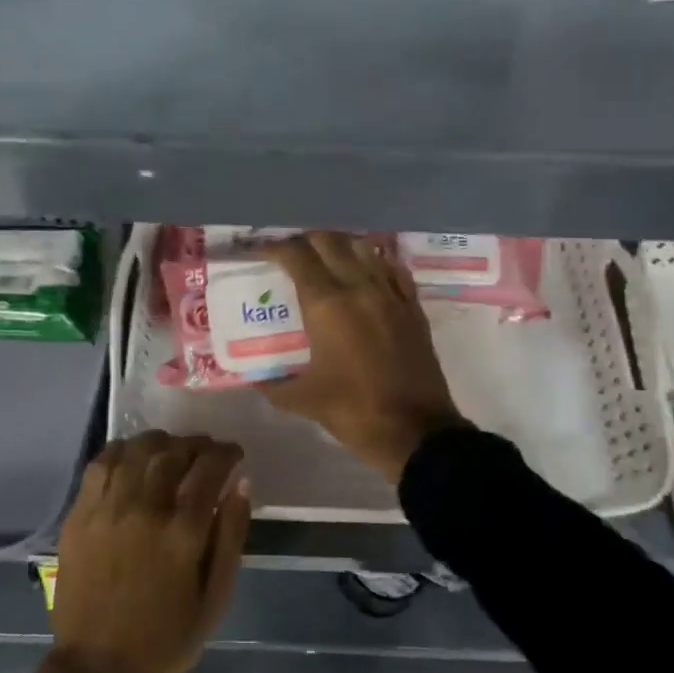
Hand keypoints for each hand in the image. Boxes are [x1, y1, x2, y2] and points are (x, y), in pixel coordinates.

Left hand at [13, 432, 251, 672]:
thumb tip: (241, 485)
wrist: (98, 668)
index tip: (234, 454)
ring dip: (160, 443)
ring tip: (171, 450)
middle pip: (173, 453)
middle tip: (206, 451)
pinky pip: (101, 465)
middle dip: (196, 444)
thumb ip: (231, 536)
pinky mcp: (80, 515)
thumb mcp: (216, 597)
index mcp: (182, 532)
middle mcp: (144, 509)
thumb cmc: (166, 637)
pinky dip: (121, 451)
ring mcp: (107, 509)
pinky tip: (133, 457)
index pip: (209, 469)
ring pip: (136, 451)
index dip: (226, 454)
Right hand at [260, 233, 465, 481]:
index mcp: (327, 305)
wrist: (417, 431)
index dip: (275, 248)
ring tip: (325, 258)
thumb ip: (274, 385)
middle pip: (329, 241)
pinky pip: (392, 268)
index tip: (262, 253)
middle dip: (305, 241)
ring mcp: (391, 294)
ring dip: (340, 245)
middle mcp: (359, 287)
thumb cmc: (354, 411)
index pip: (297, 256)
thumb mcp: (303, 400)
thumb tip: (256, 379)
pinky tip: (365, 272)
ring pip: (363, 247)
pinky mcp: (412, 306)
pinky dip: (374, 261)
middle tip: (291, 255)